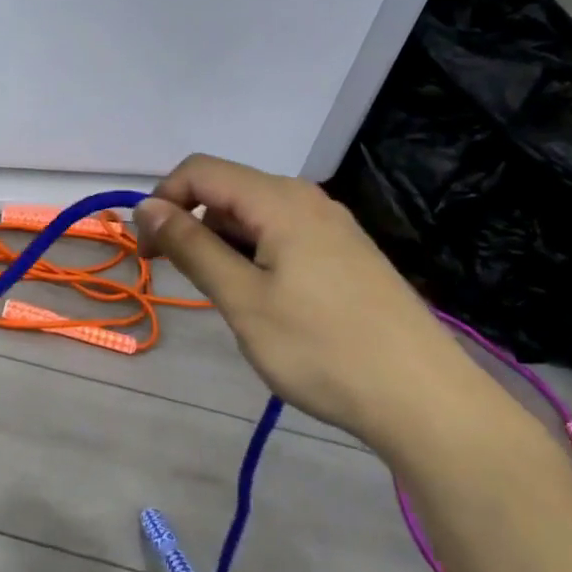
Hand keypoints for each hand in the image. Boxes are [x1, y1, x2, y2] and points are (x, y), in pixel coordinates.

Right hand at [135, 154, 480, 441]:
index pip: (199, 171)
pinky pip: (283, 237)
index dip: (162, 201)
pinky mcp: (346, 254)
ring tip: (226, 299)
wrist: (425, 400)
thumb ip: (192, 246)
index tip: (147, 252)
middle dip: (191, 224)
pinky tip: (264, 302)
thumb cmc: (322, 348)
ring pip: (254, 217)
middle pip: (227, 191)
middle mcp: (306, 199)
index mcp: (279, 200)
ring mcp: (332, 226)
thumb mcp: (243, 298)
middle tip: (181, 280)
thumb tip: (147, 207)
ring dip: (222, 245)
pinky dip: (254, 257)